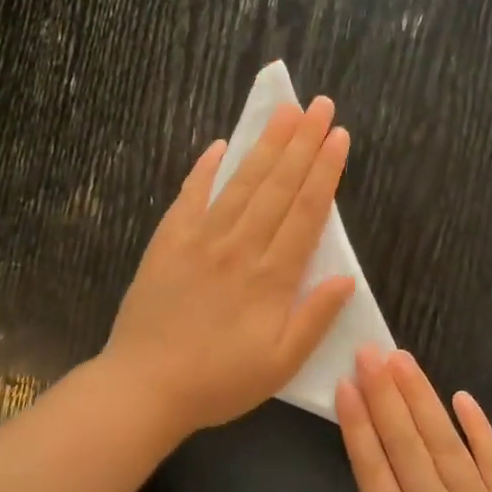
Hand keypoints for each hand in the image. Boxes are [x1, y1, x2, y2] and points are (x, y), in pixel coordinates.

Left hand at [104, 96, 355, 437]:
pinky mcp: (168, 242)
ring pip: (241, 183)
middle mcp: (240, 246)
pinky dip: (205, 169)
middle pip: (279, 186)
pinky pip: (190, 196)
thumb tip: (346, 277)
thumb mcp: (281, 364)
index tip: (339, 136)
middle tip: (321, 105)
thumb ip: (315, 318)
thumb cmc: (219, 382)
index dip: (326, 171)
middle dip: (303, 142)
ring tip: (284, 111)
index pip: (307, 212)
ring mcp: (201, 239)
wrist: (144, 386)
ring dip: (265, 145)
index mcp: (272, 277)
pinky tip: (219, 146)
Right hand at [322, 347, 491, 491]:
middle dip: (385, 395)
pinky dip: (480, 429)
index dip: (359, 427)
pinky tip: (462, 397)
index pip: (375, 475)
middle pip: (408, 448)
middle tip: (370, 352)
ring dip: (423, 400)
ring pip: (447, 446)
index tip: (346, 387)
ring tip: (403, 361)